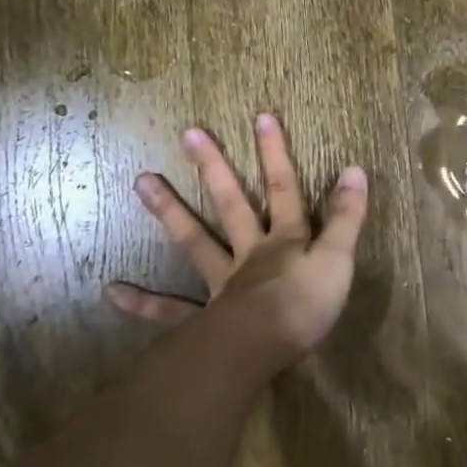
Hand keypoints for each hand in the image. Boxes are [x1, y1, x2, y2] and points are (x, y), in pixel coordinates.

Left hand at [104, 115, 368, 373]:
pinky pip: (169, 311)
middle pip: (232, 204)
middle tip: (189, 133)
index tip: (261, 117)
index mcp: (284, 241)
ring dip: (170, 212)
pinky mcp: (203, 320)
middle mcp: (249, 254)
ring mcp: (221, 284)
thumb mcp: (337, 259)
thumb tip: (355, 169)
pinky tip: (112, 290)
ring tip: (141, 181)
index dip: (276, 154)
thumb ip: (347, 217)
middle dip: (215, 168)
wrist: (263, 349)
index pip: (284, 190)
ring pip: (194, 242)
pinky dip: (143, 302)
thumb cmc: (304, 305)